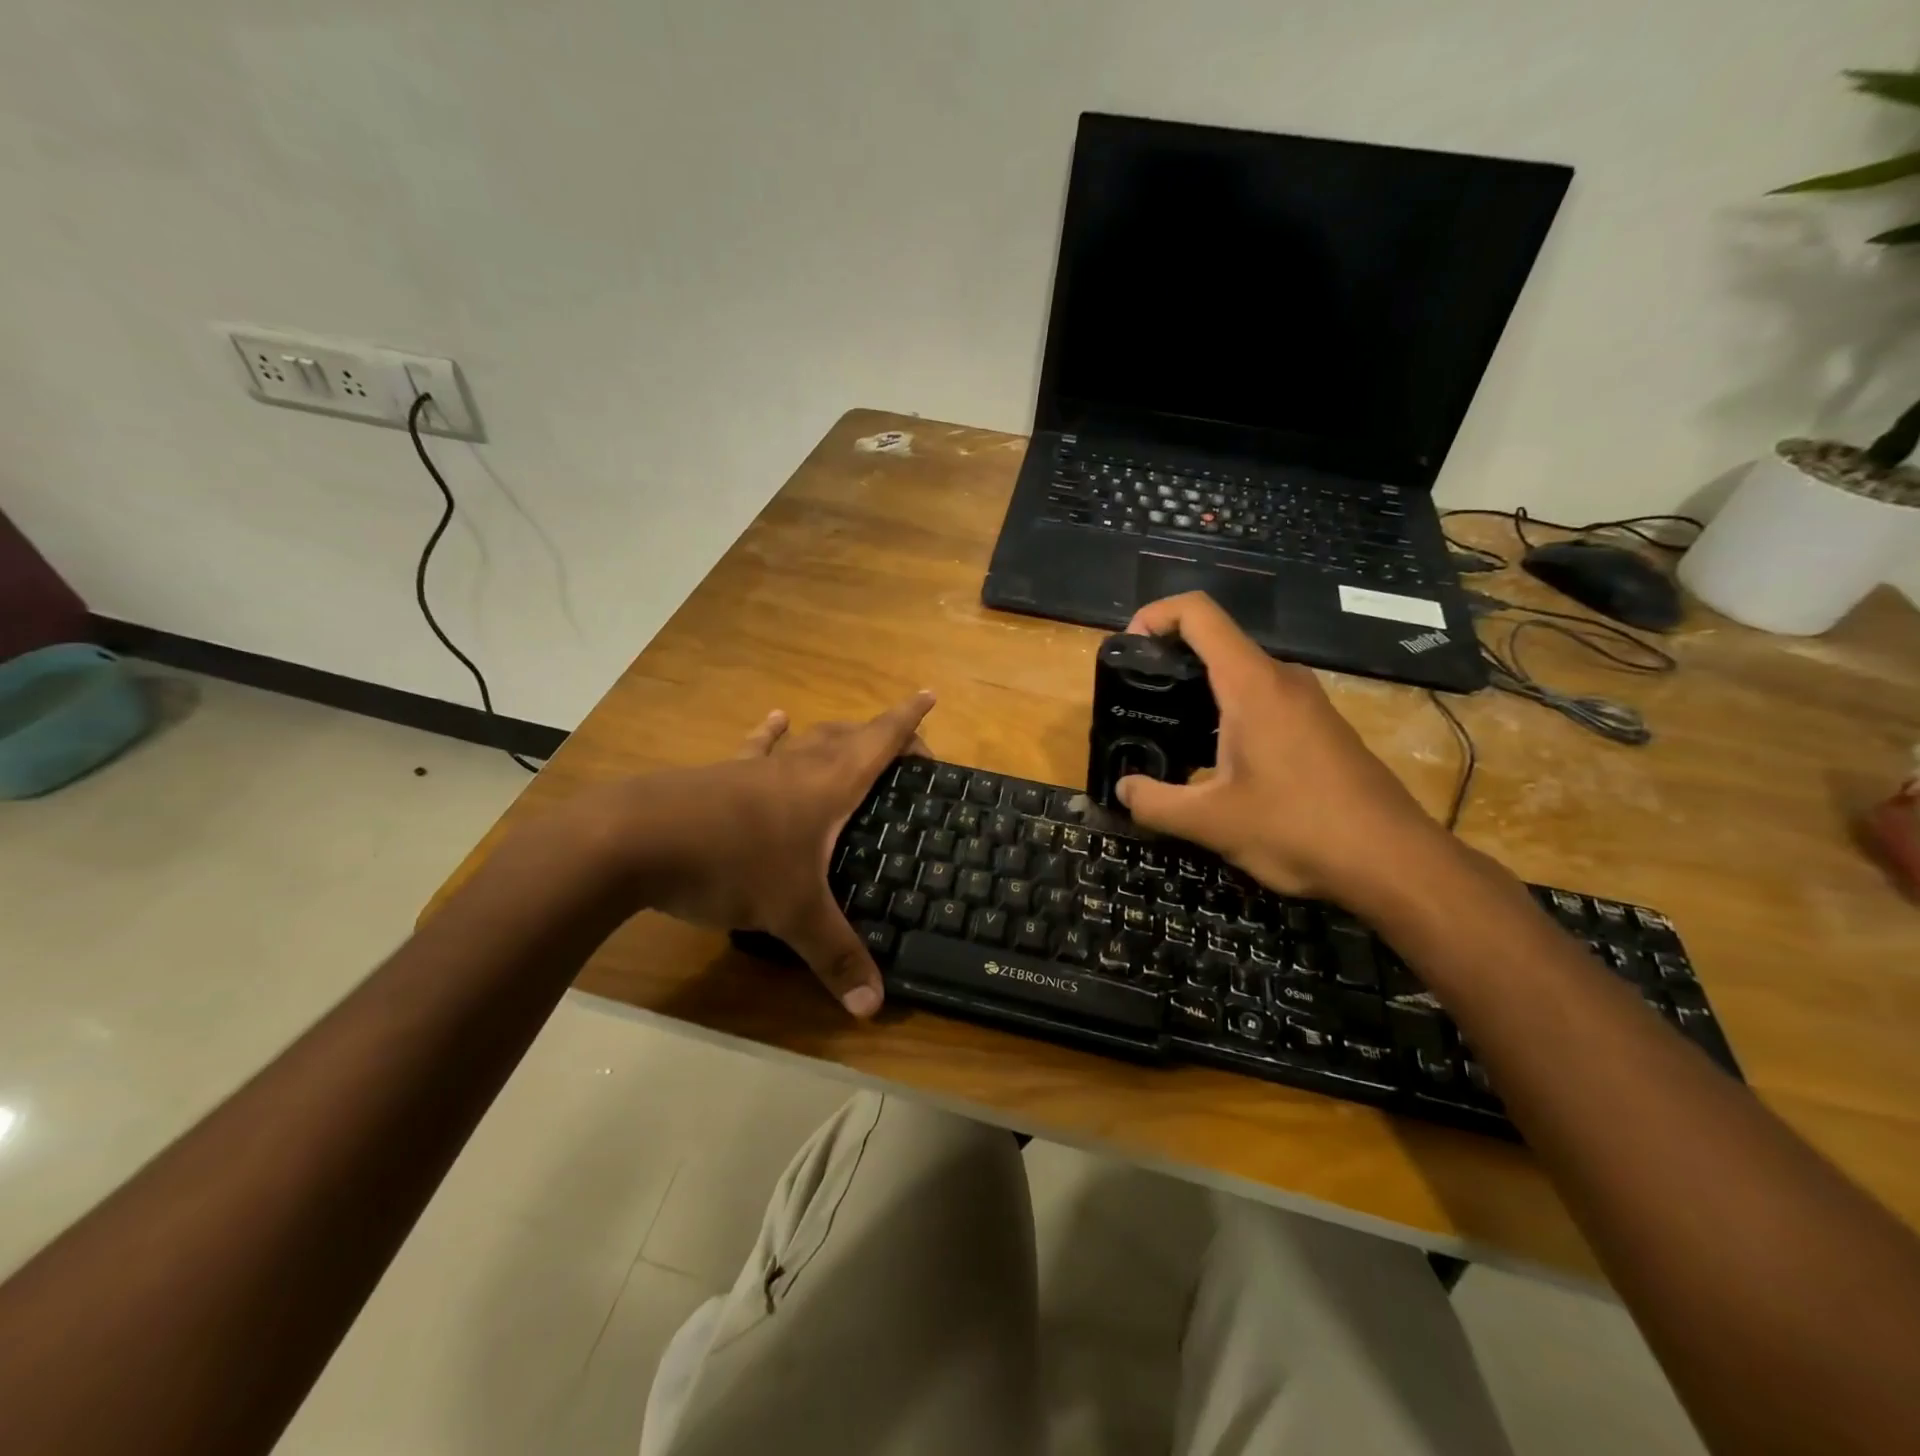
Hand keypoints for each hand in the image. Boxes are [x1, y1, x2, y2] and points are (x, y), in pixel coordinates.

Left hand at [594, 693, 935, 1017]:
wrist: (635, 840)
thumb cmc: (732, 864)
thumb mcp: (792, 914)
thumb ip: (835, 957)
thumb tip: (874, 1007)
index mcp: (829, 784)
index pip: (881, 741)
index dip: (909, 720)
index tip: (930, 695)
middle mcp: (798, 766)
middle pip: (849, 736)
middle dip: (882, 735)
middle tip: (906, 754)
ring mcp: (756, 768)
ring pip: (807, 740)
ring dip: (835, 737)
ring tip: (852, 738)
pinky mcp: (722, 777)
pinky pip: (758, 750)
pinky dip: (773, 736)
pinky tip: (775, 721)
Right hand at [1114, 593, 1450, 904]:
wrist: (1394, 861)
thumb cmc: (1299, 828)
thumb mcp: (1211, 822)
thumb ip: (1154, 803)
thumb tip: (1123, 789)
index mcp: (1251, 684)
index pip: (1198, 613)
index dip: (1155, 615)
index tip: (1127, 651)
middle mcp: (1281, 679)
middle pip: (1216, 642)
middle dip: (1168, 662)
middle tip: (1137, 703)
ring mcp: (1306, 702)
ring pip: (1239, 676)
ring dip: (1197, 694)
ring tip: (1167, 737)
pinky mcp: (1320, 727)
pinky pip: (1262, 701)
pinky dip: (1227, 715)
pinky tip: (1216, 764)